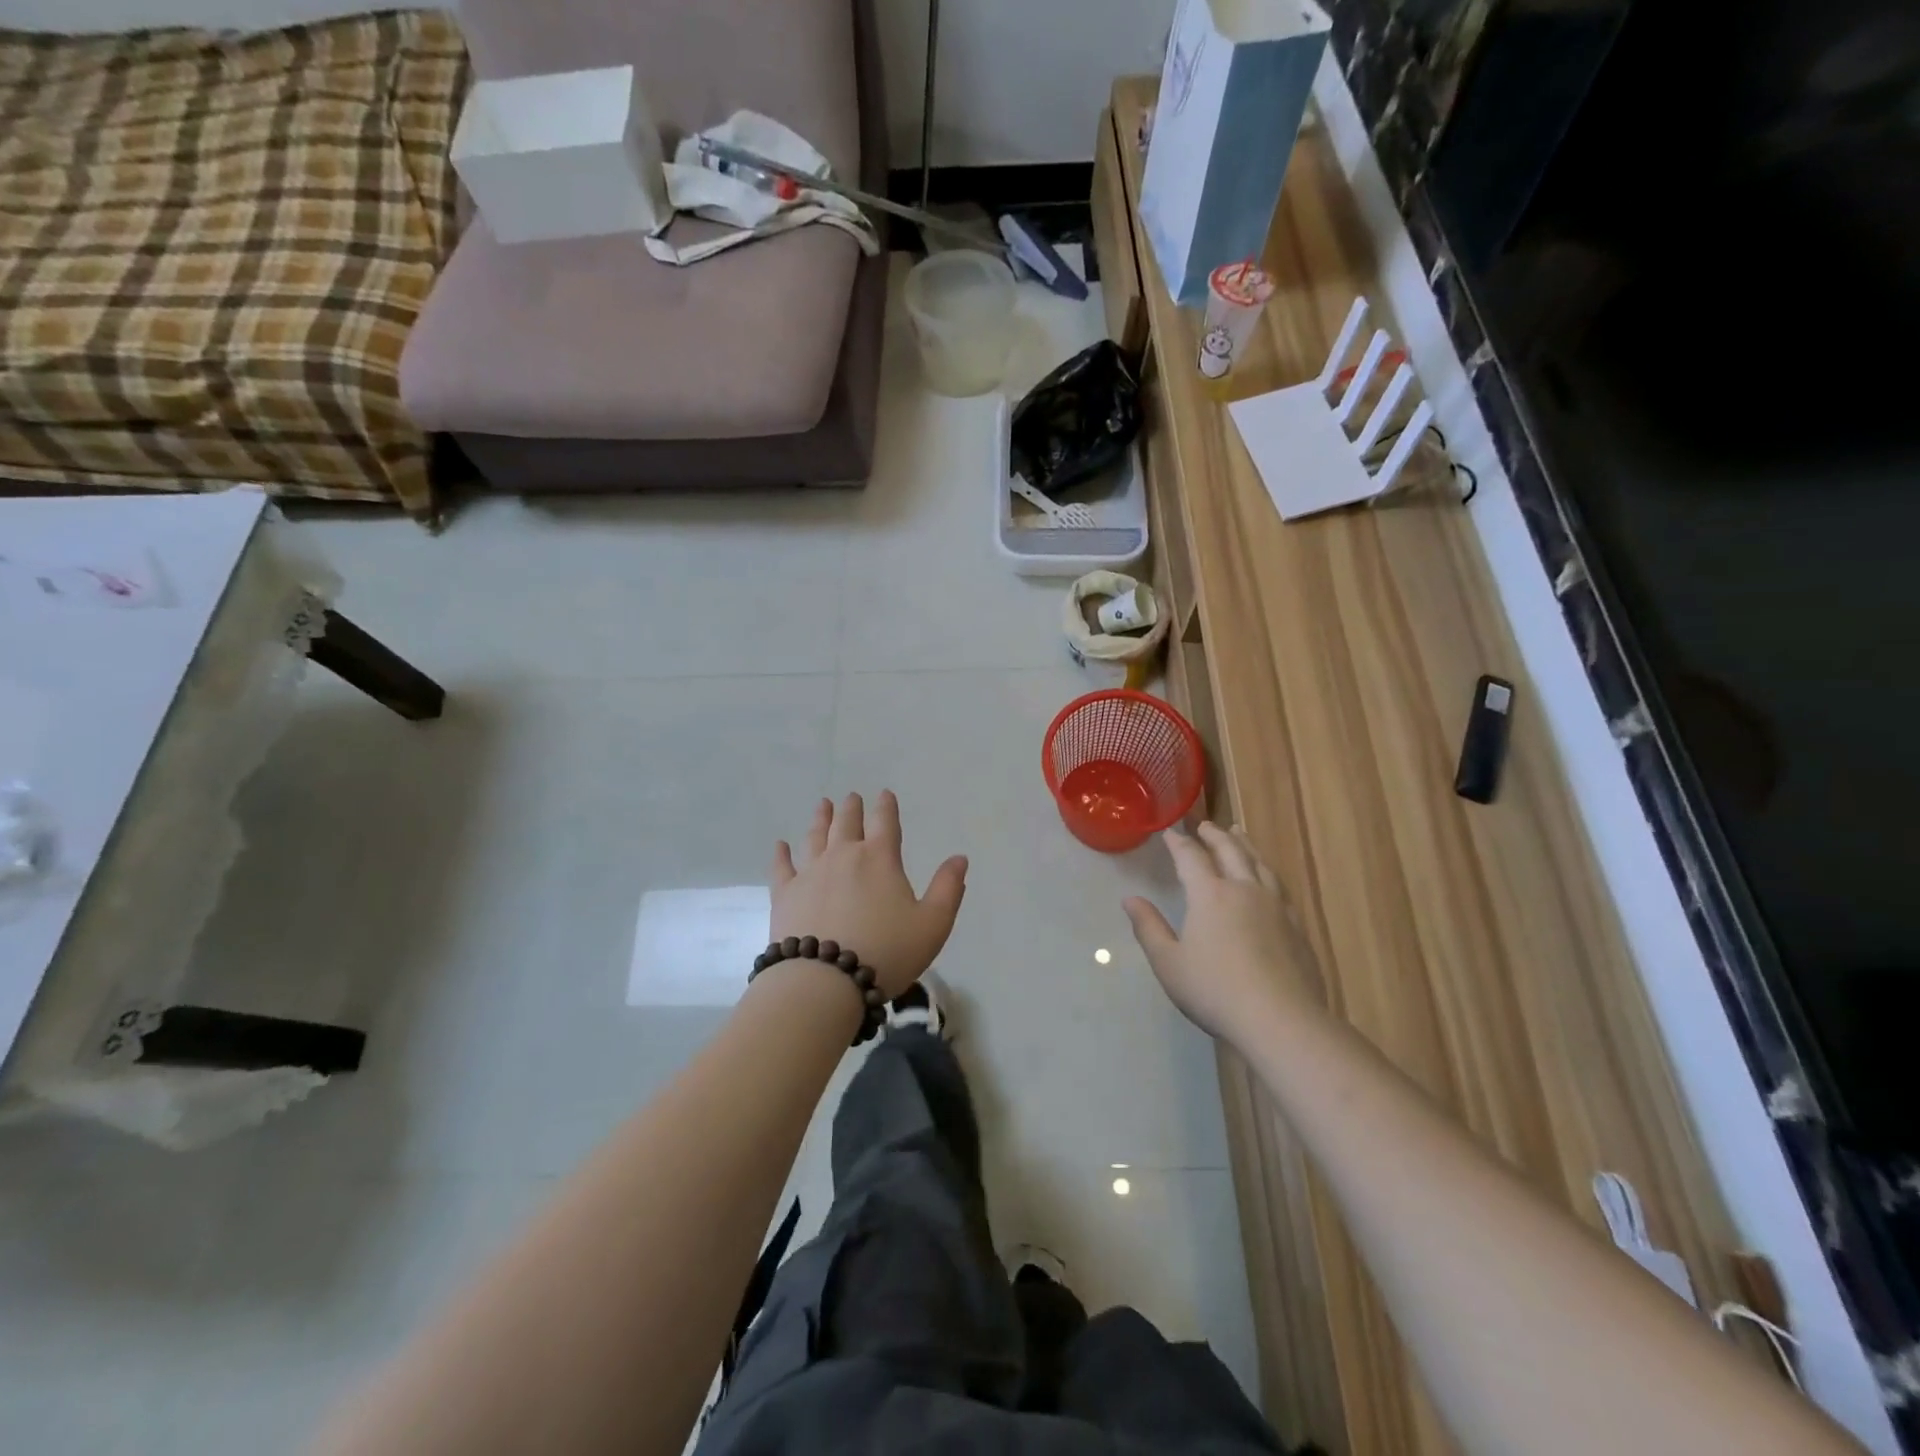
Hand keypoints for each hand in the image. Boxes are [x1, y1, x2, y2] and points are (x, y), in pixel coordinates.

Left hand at [770, 792, 968, 998]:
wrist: (824, 981)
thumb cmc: (886, 952)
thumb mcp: (932, 924)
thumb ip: (948, 889)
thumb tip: (959, 858)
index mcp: (880, 859)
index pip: (885, 823)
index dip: (887, 806)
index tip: (885, 795)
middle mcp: (844, 856)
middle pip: (847, 823)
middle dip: (852, 808)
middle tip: (851, 797)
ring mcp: (810, 873)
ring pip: (815, 837)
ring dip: (821, 819)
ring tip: (823, 806)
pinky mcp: (785, 894)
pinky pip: (782, 867)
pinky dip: (781, 854)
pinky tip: (780, 845)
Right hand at [1124, 823, 1319, 1045]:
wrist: (1281, 1020)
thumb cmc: (1215, 991)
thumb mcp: (1169, 963)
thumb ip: (1148, 928)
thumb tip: (1129, 899)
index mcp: (1210, 895)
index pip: (1191, 857)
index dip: (1178, 843)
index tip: (1169, 832)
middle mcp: (1244, 890)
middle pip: (1230, 851)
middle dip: (1214, 835)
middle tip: (1204, 825)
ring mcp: (1276, 906)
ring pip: (1259, 863)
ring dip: (1245, 845)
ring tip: (1239, 834)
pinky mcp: (1297, 926)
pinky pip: (1279, 885)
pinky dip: (1266, 871)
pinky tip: (1268, 880)